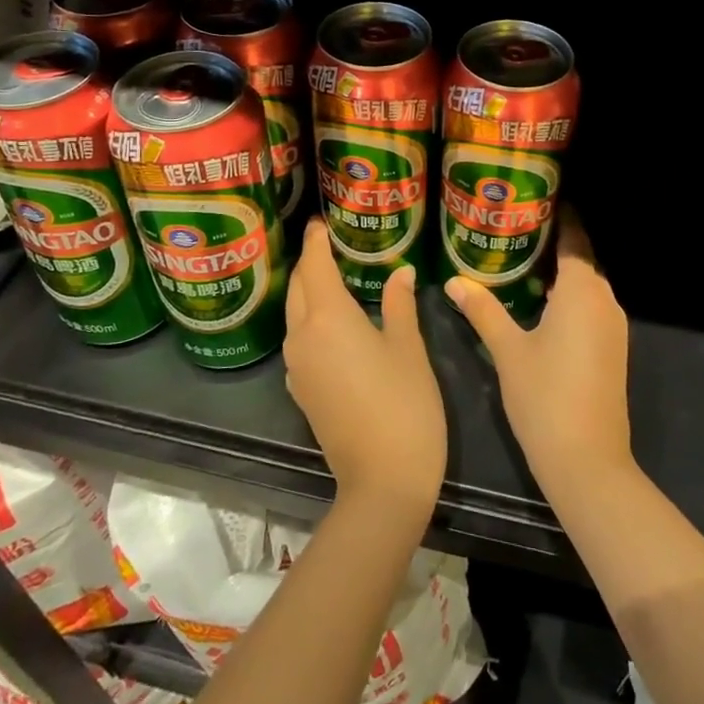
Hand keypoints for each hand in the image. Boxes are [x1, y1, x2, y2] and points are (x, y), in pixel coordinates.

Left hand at [283, 219, 447, 517]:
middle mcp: (302, 337)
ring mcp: (297, 367)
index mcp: (328, 318)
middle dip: (310, 264)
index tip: (321, 222)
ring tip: (334, 277)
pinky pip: (300, 342)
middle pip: (298, 289)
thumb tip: (399, 272)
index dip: (316, 241)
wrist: (383, 481)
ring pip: (295, 316)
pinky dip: (311, 322)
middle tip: (330, 245)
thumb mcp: (408, 348)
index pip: (314, 266)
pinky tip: (334, 324)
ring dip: (309, 293)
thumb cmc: (404, 404)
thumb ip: (398, 304)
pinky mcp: (301, 391)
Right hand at [444, 209, 632, 488]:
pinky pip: (591, 308)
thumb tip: (454, 281)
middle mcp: (605, 301)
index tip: (534, 200)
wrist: (587, 461)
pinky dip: (569, 297)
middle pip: (582, 260)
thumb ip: (483, 310)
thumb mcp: (507, 350)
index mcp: (582, 291)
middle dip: (554, 243)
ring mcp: (614, 327)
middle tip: (515, 229)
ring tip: (521, 261)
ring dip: (561, 273)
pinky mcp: (613, 350)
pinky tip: (540, 304)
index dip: (559, 217)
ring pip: (587, 286)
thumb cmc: (544, 397)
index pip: (575, 239)